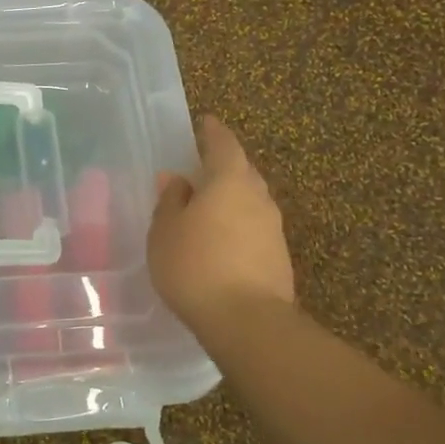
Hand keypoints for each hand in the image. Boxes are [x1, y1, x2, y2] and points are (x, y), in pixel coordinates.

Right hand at [149, 116, 295, 330]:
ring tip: (208, 207)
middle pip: (242, 171)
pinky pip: (254, 227)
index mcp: (229, 180)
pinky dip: (238, 225)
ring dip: (232, 198)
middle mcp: (258, 196)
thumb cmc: (195, 265)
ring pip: (250, 200)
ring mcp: (273, 227)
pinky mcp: (279, 256)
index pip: (223, 144)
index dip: (213, 132)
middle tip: (201, 168)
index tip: (205, 122)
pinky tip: (222, 240)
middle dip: (223, 166)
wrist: (247, 321)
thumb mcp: (166, 231)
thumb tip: (176, 180)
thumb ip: (171, 201)